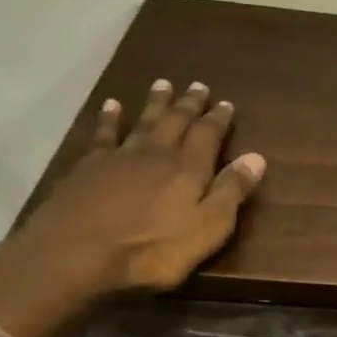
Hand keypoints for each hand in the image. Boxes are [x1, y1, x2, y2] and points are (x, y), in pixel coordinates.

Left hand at [18, 78, 266, 296]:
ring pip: (143, 121)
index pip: (208, 135)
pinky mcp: (89, 166)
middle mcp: (156, 153)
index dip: (218, 119)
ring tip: (162, 84)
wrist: (79, 252)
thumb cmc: (154, 249)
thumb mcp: (208, 227)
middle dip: (189, 104)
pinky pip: (104, 133)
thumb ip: (231, 191)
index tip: (226, 103)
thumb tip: (256, 157)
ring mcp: (120, 157)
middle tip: (197, 86)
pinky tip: (112, 106)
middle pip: (176, 121)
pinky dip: (110, 118)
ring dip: (155, 103)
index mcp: (189, 169)